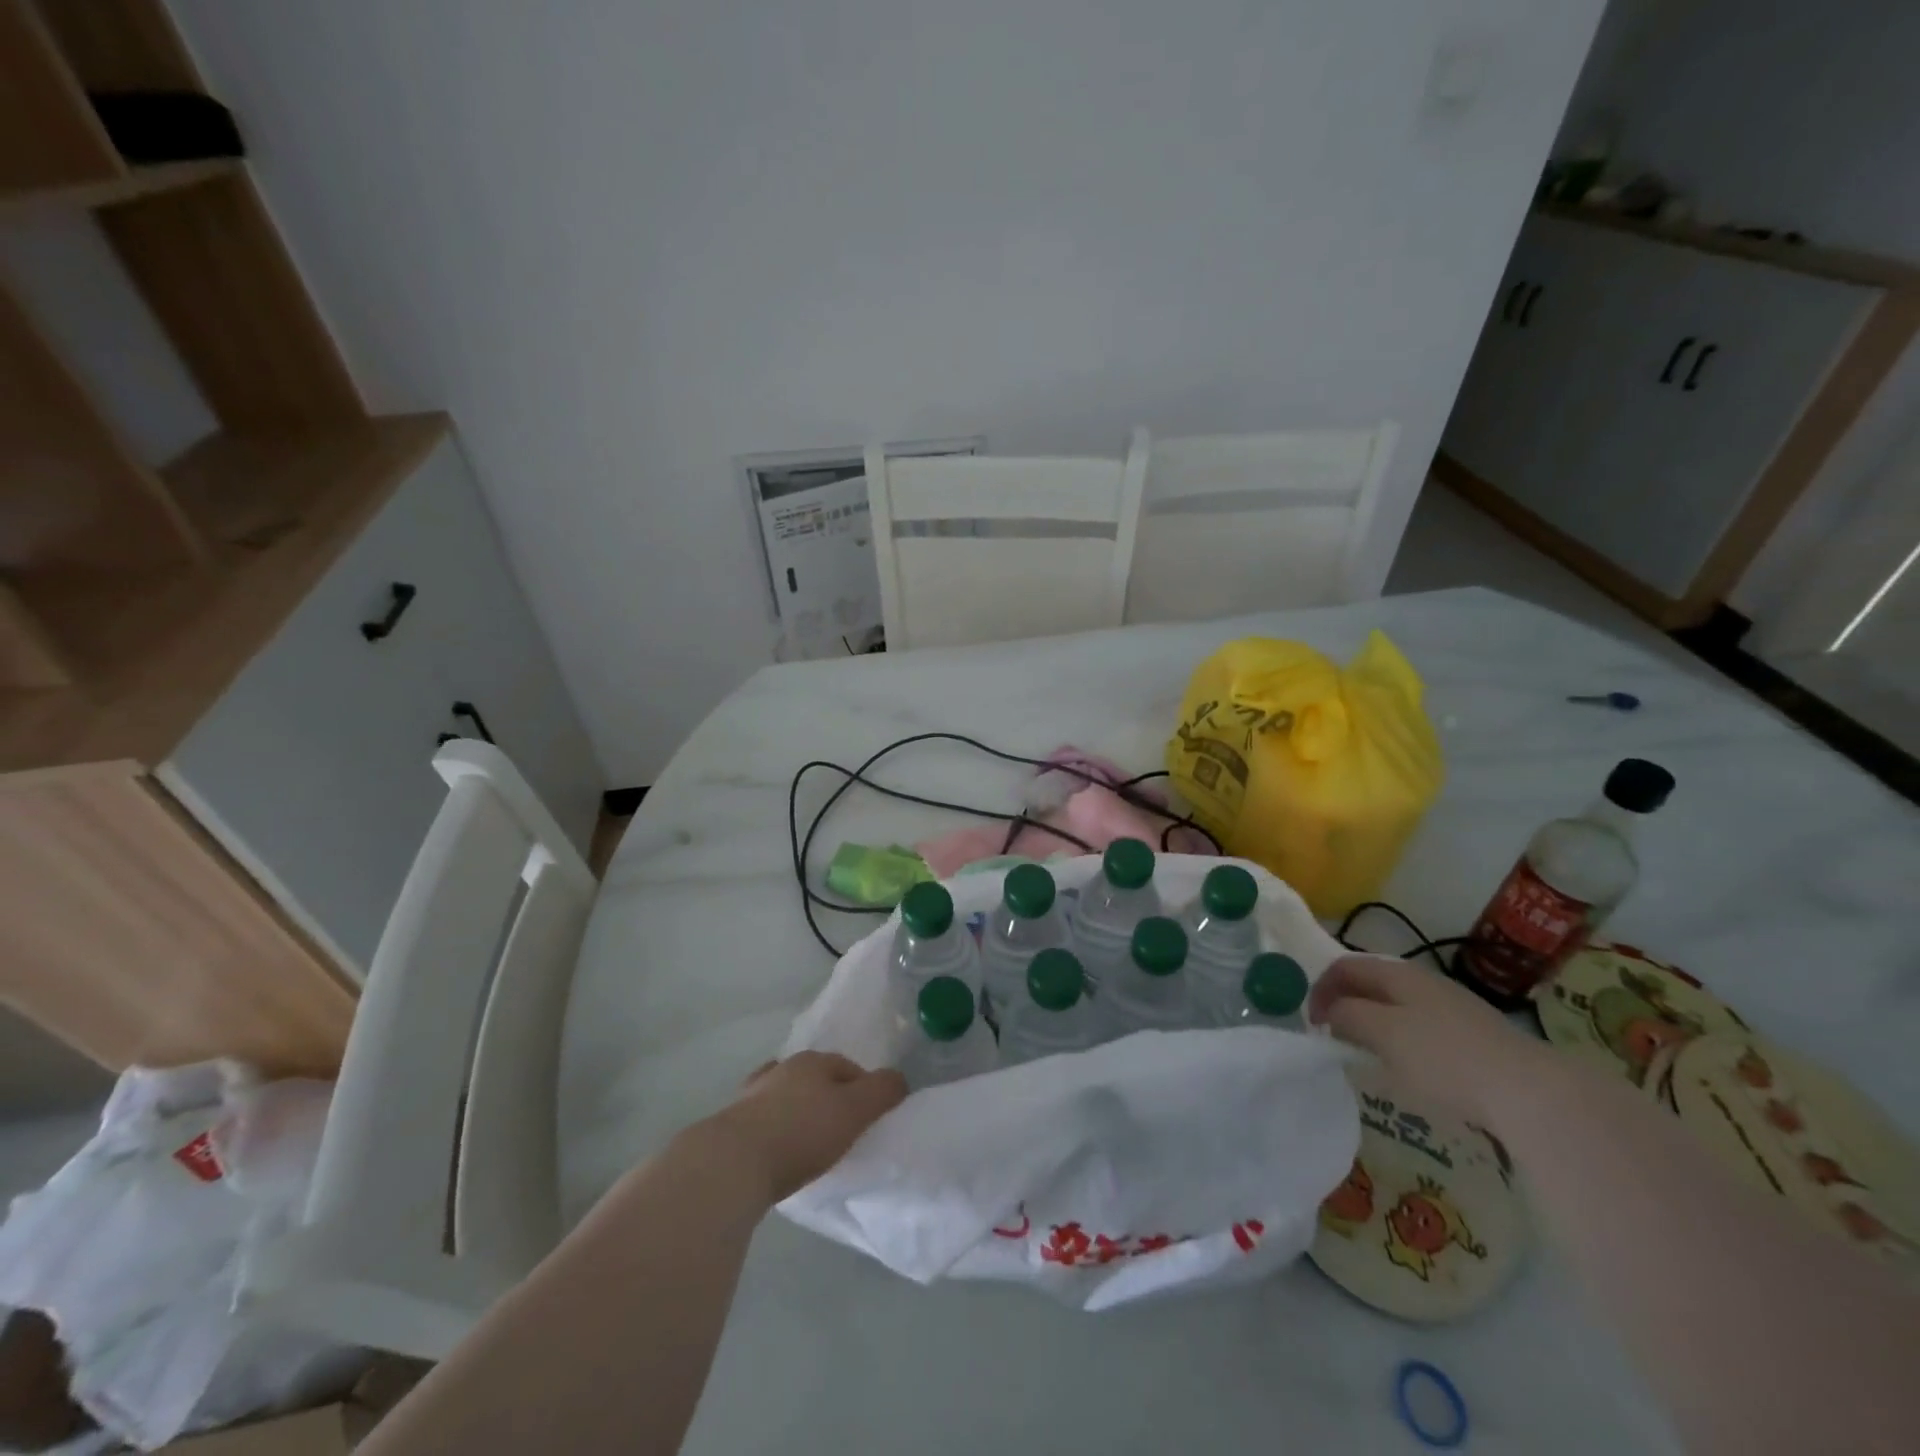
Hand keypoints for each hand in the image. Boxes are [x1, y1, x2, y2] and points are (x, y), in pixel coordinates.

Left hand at [699, 1051, 907, 1204]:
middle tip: (842, 1130)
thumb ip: (882, 1092)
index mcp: (812, 1061)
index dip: (863, 1088)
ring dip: (798, 1112)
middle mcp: (781, 1069)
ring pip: (785, 1097)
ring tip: (809, 1143)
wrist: (731, 1164)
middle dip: (829, 1097)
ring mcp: (751, 1095)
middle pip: (814, 1078)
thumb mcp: (854, 1111)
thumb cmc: (801, 1132)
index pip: (847, 1066)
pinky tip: (778, 1151)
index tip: (870, 1118)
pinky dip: (774, 1130)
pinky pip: (762, 1122)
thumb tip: (899, 1080)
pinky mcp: (730, 1125)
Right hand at [1308, 955, 1552, 1126]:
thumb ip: (1349, 1016)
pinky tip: (1411, 1069)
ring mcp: (1454, 1009)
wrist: (1531, 1092)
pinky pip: (1423, 1029)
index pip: (1345, 966)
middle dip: (1347, 1004)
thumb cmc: (1444, 1057)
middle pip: (1372, 983)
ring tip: (1367, 1054)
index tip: (1311, 1022)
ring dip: (1374, 1024)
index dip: (1320, 988)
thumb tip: (1333, 1012)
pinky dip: (1402, 1041)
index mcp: (1399, 973)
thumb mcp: (1383, 1033)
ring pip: (1398, 1007)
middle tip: (1334, 1036)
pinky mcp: (1475, 1038)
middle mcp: (1425, 982)